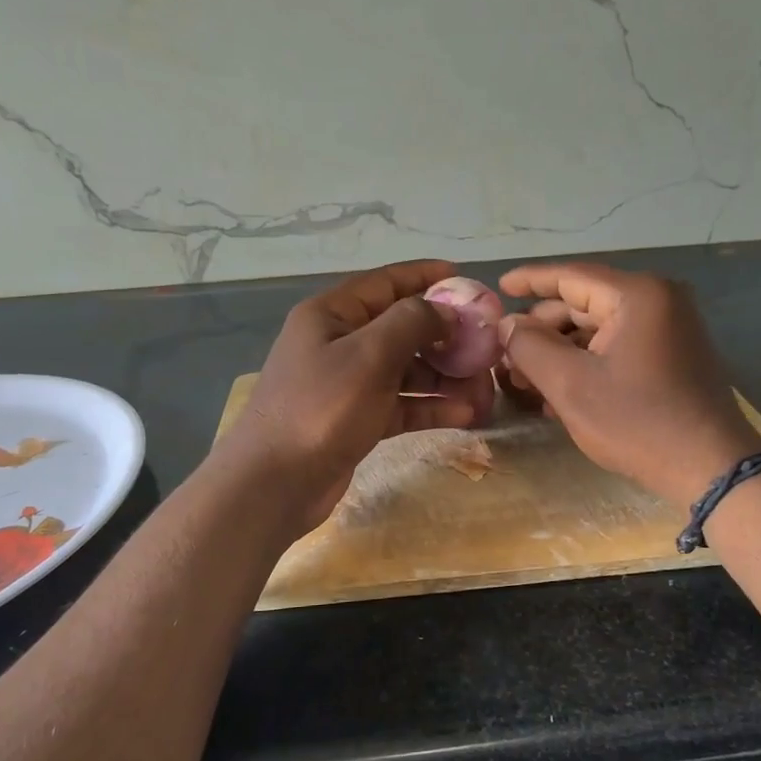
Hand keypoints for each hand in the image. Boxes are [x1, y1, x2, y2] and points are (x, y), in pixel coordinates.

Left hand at [220, 260, 495, 533]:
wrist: (274, 483)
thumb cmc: (321, 408)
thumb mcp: (369, 355)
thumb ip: (411, 322)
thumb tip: (445, 310)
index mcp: (332, 314)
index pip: (386, 282)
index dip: (427, 277)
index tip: (468, 280)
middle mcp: (339, 342)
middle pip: (402, 328)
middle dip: (446, 337)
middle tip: (486, 347)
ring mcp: (348, 383)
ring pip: (406, 369)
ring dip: (445, 376)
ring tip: (485, 389)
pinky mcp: (357, 419)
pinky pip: (401, 403)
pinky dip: (430, 406)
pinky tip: (466, 414)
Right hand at [497, 263, 760, 507]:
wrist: (711, 469)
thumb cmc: (637, 422)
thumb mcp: (570, 385)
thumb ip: (529, 347)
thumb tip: (507, 325)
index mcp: (637, 295)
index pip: (570, 276)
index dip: (529, 280)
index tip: (496, 288)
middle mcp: (658, 301)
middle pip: (583, 304)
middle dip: (541, 330)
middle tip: (505, 356)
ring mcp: (669, 329)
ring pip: (598, 330)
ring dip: (560, 352)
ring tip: (524, 380)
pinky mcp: (672, 356)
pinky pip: (617, 348)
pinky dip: (586, 363)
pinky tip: (557, 392)